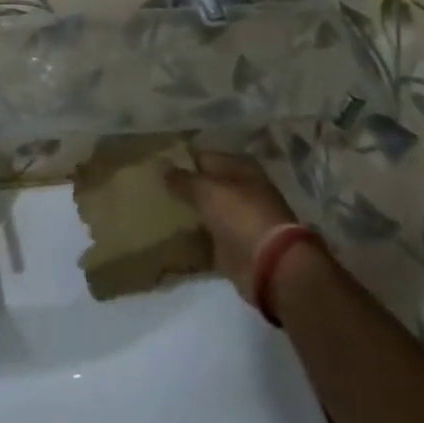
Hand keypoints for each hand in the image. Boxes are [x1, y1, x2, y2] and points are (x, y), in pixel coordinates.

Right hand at [167, 151, 309, 306]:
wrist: (270, 265)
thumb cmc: (241, 215)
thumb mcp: (206, 190)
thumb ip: (182, 179)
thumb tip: (162, 168)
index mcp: (240, 167)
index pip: (203, 157)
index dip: (181, 161)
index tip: (156, 167)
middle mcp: (242, 189)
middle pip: (206, 184)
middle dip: (183, 187)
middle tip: (152, 188)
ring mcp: (239, 218)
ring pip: (206, 210)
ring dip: (187, 211)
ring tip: (156, 209)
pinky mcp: (234, 244)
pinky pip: (207, 235)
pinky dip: (193, 236)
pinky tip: (171, 234)